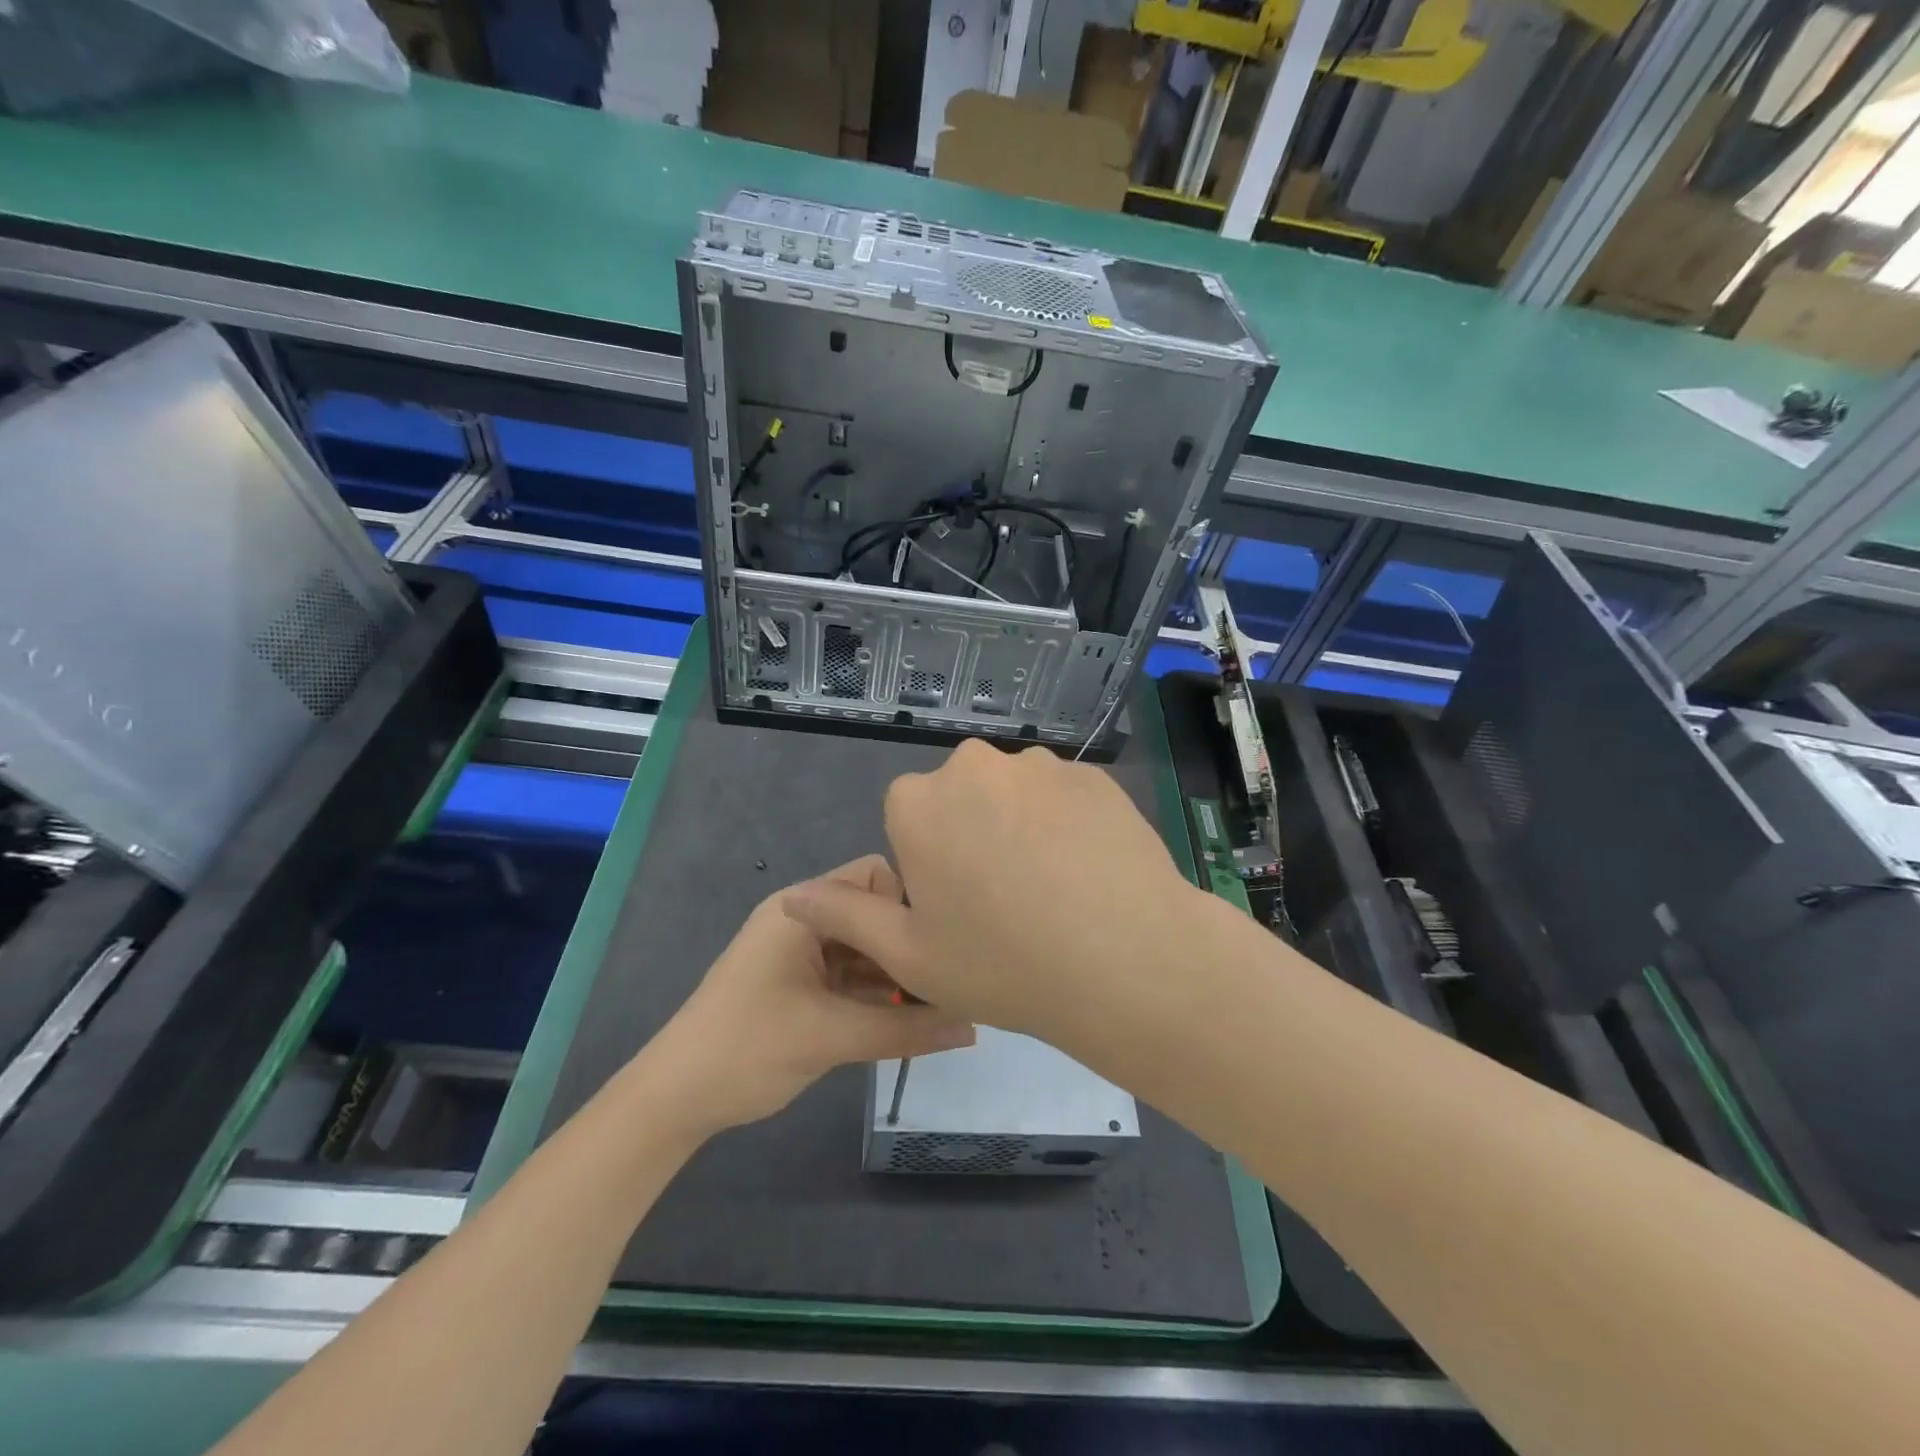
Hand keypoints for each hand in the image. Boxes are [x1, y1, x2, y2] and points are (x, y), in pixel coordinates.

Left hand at [638, 856, 975, 1136]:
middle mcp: (803, 920)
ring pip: (864, 948)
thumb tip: (973, 1026)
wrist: (674, 1099)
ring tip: (941, 1003)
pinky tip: (909, 1018)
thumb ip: (906, 1029)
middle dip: (907, 944)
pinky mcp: (800, 983)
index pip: (875, 876)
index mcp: (802, 909)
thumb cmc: (748, 1049)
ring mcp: (800, 952)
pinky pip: (850, 974)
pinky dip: (876, 992)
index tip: (941, 944)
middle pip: (871, 914)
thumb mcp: (832, 1037)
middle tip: (950, 981)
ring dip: (895, 973)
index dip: (909, 903)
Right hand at [782, 740, 1204, 1045]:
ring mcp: (1041, 765)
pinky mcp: (1094, 775)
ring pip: (1015, 795)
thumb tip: (792, 896)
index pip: (909, 819)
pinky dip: (1068, 826)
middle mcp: (974, 766)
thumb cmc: (1002, 964)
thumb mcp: (908, 955)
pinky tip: (1090, 874)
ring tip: (1055, 890)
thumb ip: (845, 917)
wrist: (1126, 962)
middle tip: (1005, 902)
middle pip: (962, 799)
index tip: (960, 908)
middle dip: (972, 837)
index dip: (931, 865)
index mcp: (919, 803)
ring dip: (1022, 828)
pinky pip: (1064, 797)